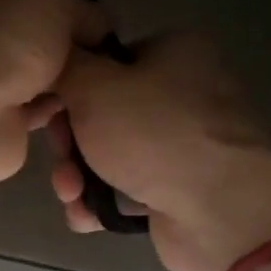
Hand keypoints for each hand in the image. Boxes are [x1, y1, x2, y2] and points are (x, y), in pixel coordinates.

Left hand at [0, 0, 107, 189]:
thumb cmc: (7, 40)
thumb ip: (82, 9)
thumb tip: (101, 28)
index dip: (67, 3)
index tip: (101, 23)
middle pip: (34, 35)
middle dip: (69, 46)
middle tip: (107, 57)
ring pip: (36, 75)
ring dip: (65, 81)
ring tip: (103, 83)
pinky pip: (36, 110)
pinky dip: (58, 111)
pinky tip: (87, 108)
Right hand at [48, 34, 270, 270]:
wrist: (222, 213)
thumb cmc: (155, 133)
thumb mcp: (94, 84)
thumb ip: (66, 65)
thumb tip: (57, 57)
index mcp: (175, 53)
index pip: (108, 59)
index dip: (71, 83)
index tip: (48, 109)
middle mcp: (183, 94)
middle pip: (104, 110)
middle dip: (71, 139)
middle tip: (60, 156)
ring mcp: (184, 146)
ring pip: (110, 153)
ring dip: (79, 175)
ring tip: (71, 193)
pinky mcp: (180, 191)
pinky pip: (127, 189)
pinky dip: (102, 202)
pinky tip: (86, 216)